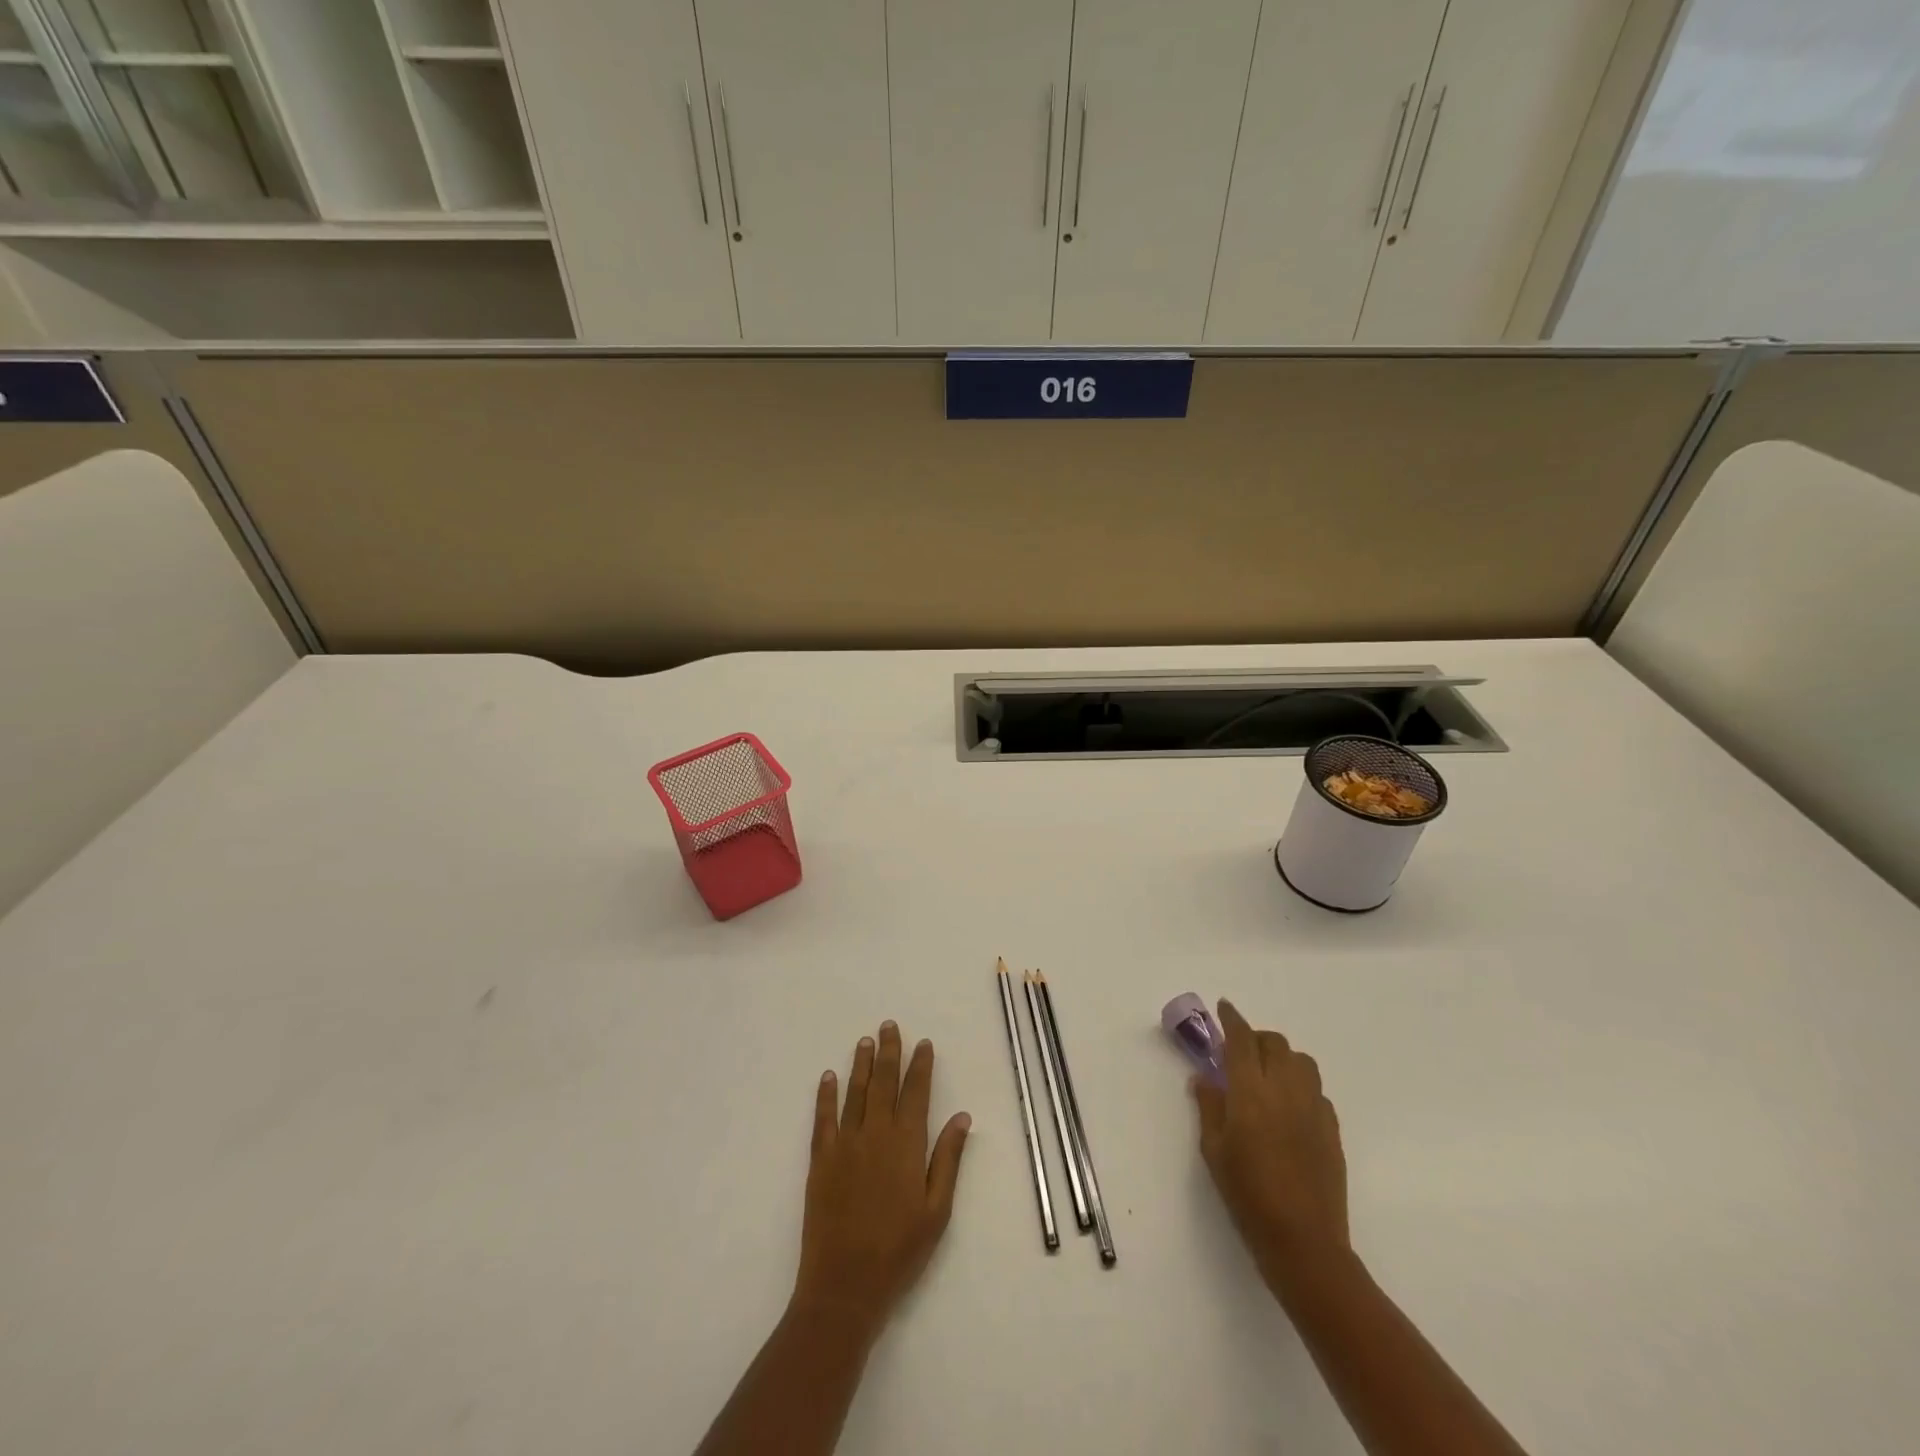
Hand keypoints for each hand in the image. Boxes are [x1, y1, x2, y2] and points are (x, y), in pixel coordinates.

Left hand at [792, 1021, 969, 1342]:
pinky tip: (828, 1077)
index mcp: (906, 1145)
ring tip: (865, 1040)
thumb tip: (962, 1116)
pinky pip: (823, 1118)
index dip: (920, 1066)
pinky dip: (826, 1095)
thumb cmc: (899, 1251)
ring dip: (860, 1064)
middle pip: (883, 1083)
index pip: (916, 1093)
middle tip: (889, 1025)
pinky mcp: (820, 1160)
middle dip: (889, 1052)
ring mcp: (845, 1144)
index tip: (923, 1043)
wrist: (844, 1285)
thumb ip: (948, 1159)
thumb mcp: (937, 1211)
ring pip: (855, 1093)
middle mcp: (875, 1134)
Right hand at [1193, 1000, 1348, 1292]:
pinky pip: (1316, 1090)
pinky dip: (1299, 1085)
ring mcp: (1313, 1107)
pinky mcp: (1332, 1128)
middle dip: (1256, 1039)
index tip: (1223, 1007)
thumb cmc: (1248, 1195)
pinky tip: (1288, 1108)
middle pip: (1274, 1043)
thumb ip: (1209, 1106)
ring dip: (1282, 1058)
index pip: (1241, 1039)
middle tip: (1239, 1053)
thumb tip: (1204, 1078)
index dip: (1231, 1019)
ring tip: (1267, 1076)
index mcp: (1251, 1091)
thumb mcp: (1214, 1150)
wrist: (1304, 1242)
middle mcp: (1285, 1089)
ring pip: (1301, 1061)